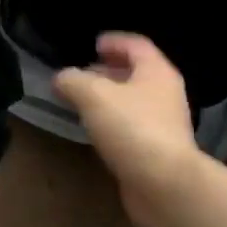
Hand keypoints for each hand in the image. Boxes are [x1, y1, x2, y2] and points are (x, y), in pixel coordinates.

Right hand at [55, 33, 203, 226]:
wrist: (165, 186)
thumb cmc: (133, 128)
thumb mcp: (93, 95)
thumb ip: (73, 81)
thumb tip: (61, 78)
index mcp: (156, 72)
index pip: (136, 45)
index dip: (114, 41)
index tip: (93, 44)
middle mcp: (165, 94)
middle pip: (136, 73)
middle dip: (108, 71)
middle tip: (82, 74)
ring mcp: (164, 124)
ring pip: (133, 101)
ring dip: (109, 99)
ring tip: (82, 102)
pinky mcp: (157, 151)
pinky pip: (132, 127)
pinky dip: (113, 123)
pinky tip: (94, 132)